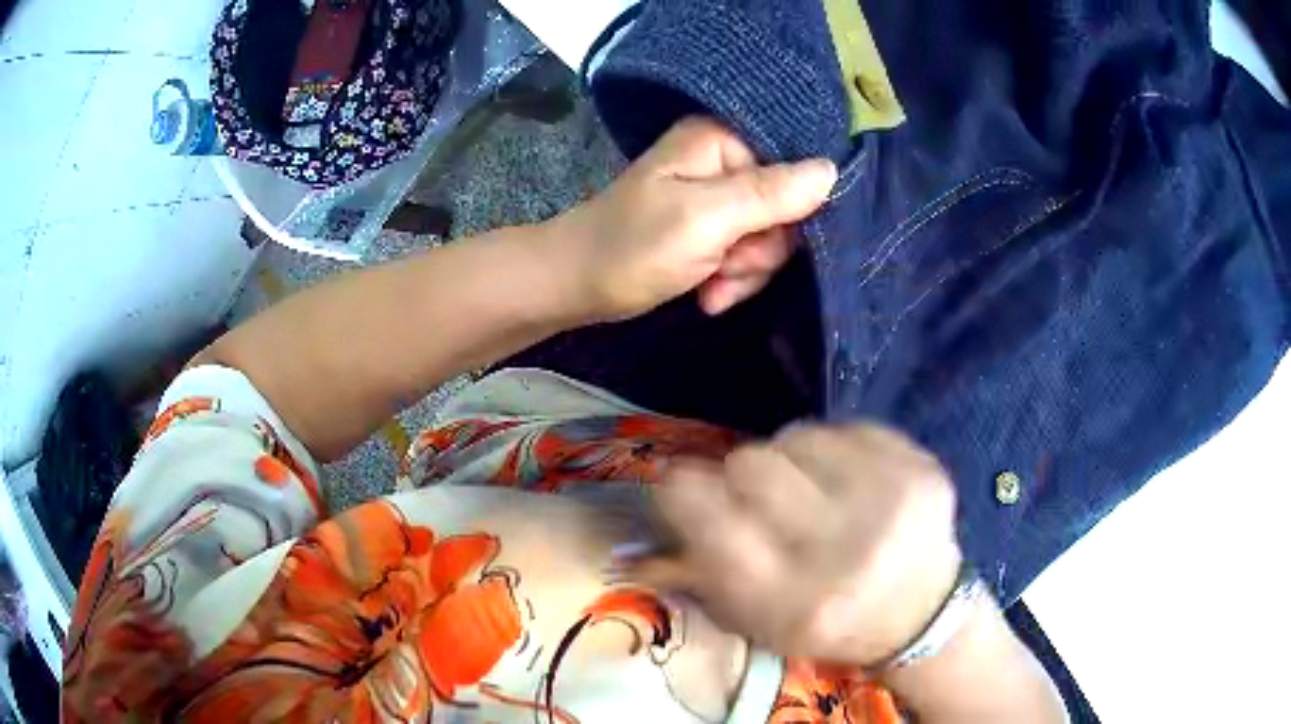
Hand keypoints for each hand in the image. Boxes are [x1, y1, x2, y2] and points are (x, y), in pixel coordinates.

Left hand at [550, 116, 836, 320]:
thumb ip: (770, 194)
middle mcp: (723, 160)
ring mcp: (716, 196)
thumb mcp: (705, 219)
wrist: (575, 285)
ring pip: (769, 238)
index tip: (754, 244)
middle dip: (759, 252)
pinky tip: (707, 294)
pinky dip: (731, 278)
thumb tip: (832, 170)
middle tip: (724, 266)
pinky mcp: (710, 227)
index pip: (794, 169)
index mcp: (721, 140)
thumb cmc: (632, 247)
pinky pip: (747, 253)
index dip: (787, 215)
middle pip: (785, 209)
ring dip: (745, 271)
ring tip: (710, 285)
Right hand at [628, 424, 963, 665]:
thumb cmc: (826, 623)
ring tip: (808, 489)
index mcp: (791, 598)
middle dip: (739, 474)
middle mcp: (841, 549)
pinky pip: (845, 427)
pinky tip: (847, 480)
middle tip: (754, 493)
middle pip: (750, 463)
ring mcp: (890, 501)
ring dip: (788, 459)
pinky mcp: (920, 468)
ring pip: (796, 436)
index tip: (679, 483)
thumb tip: (648, 507)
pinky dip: (832, 449)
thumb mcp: (755, 621)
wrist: (921, 611)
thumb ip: (697, 568)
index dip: (681, 491)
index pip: (707, 517)